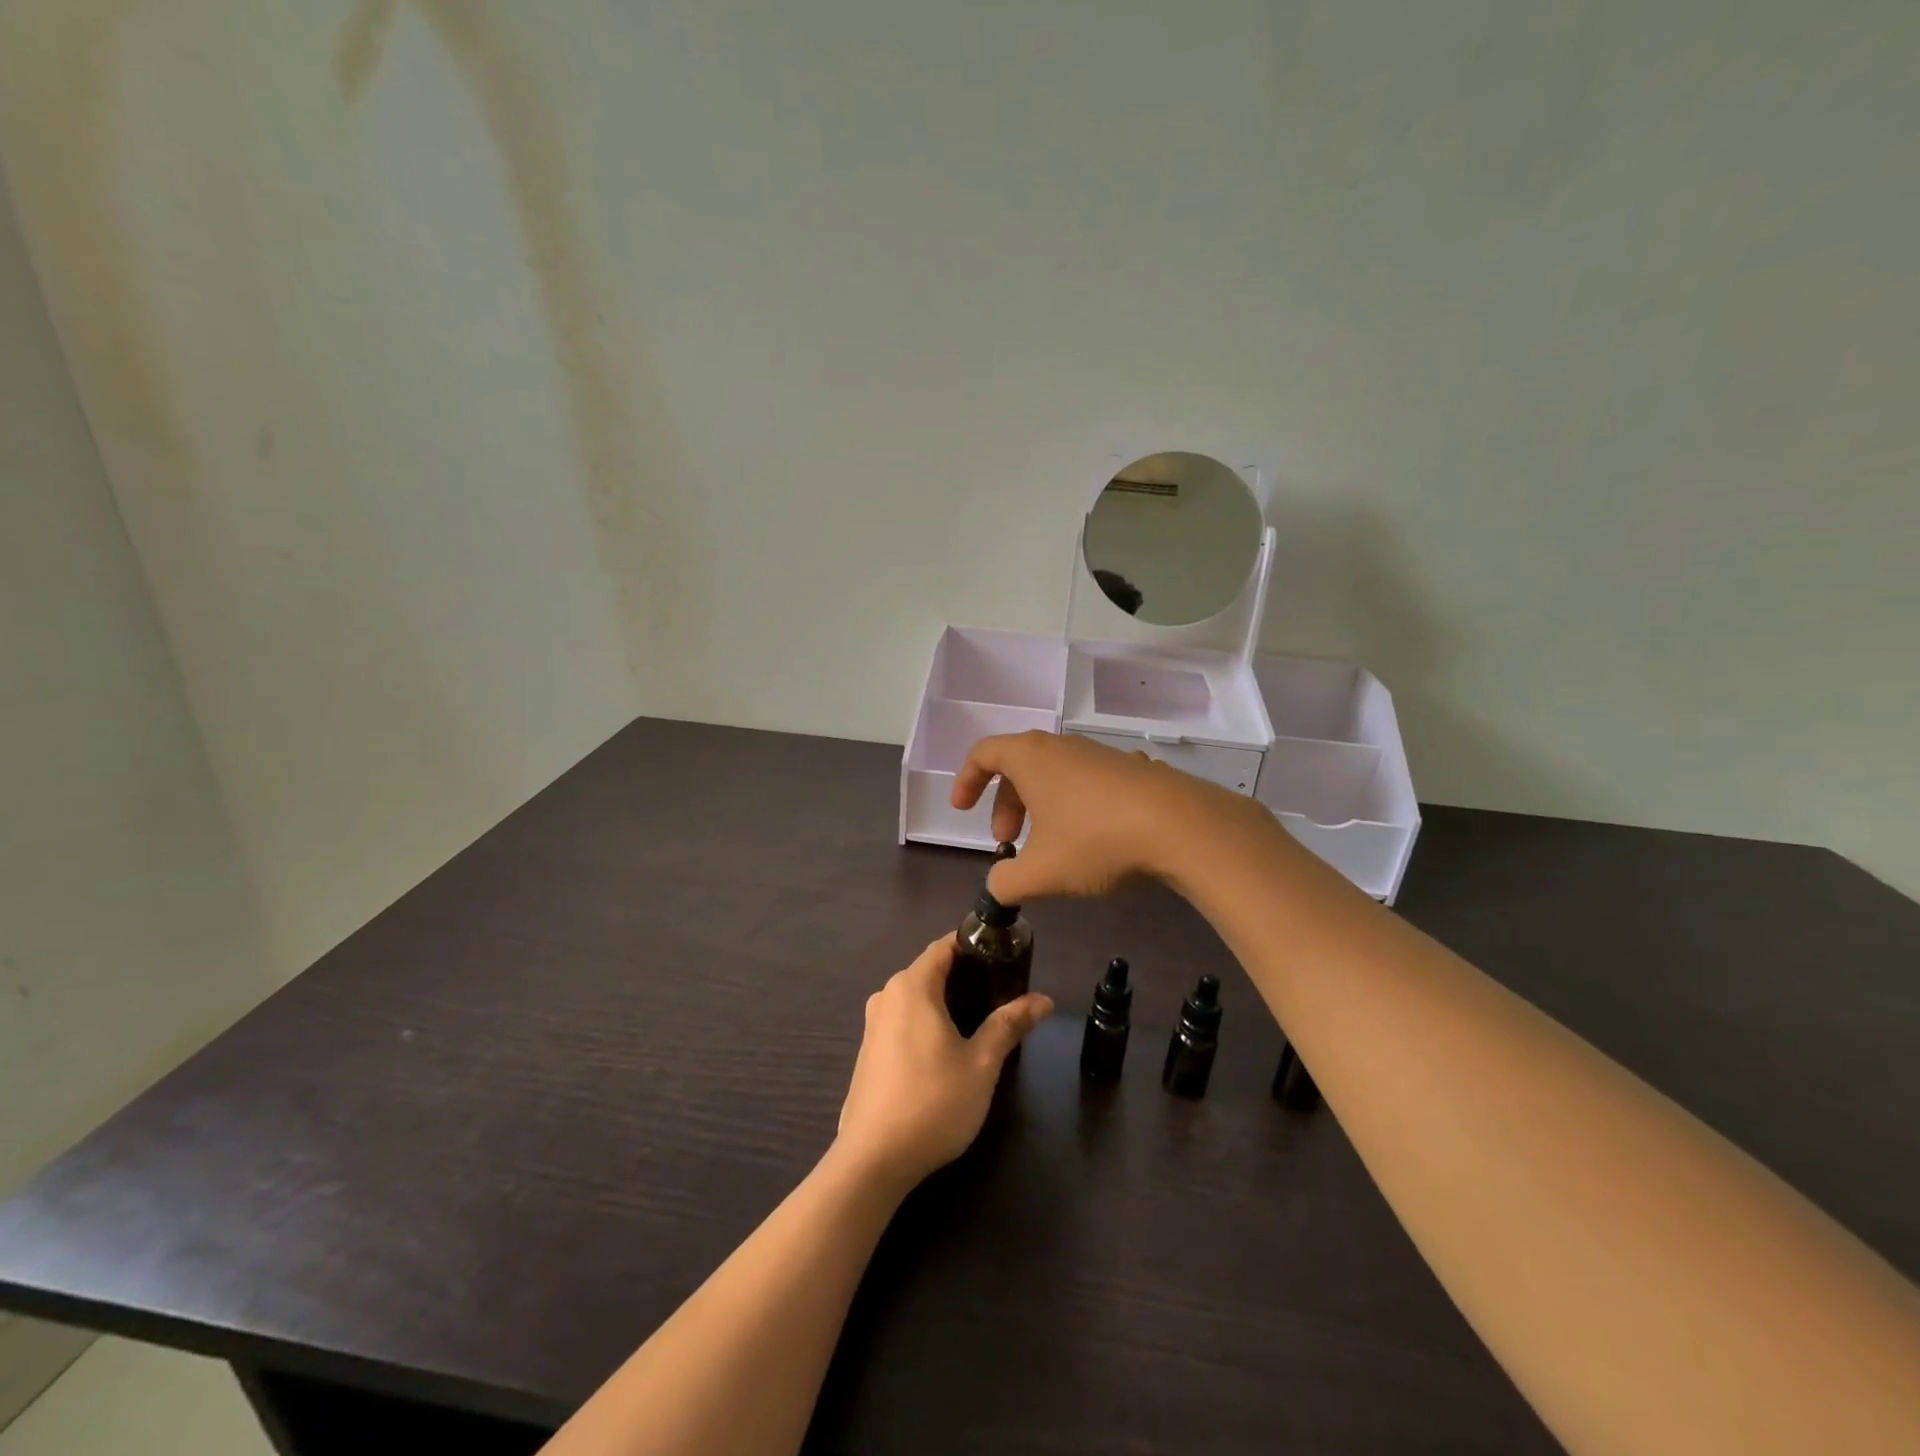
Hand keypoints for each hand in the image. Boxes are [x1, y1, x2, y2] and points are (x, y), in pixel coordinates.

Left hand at [835, 936, 1052, 1189]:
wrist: (872, 1161)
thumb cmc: (932, 1103)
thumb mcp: (981, 1063)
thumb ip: (1009, 1024)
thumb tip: (1043, 1000)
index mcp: (912, 986)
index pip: (944, 946)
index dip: (974, 945)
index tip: (1005, 956)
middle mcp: (887, 996)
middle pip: (931, 970)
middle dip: (966, 975)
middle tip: (1003, 992)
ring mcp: (873, 1024)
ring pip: (916, 997)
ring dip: (947, 1001)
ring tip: (982, 1020)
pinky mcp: (869, 1051)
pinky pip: (903, 1020)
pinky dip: (928, 1021)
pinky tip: (948, 1048)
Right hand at [949, 730, 1258, 903]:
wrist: (1180, 826)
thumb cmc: (1095, 841)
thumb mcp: (1040, 873)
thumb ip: (1005, 883)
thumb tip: (997, 887)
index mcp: (1031, 757)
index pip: (983, 754)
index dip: (966, 781)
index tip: (962, 811)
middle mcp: (1062, 746)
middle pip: (1018, 766)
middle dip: (1005, 805)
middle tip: (1007, 843)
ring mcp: (1100, 754)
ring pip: (1054, 775)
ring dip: (1040, 808)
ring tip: (1049, 847)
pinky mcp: (1131, 769)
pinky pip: (1086, 782)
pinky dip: (1073, 806)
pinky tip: (1092, 841)